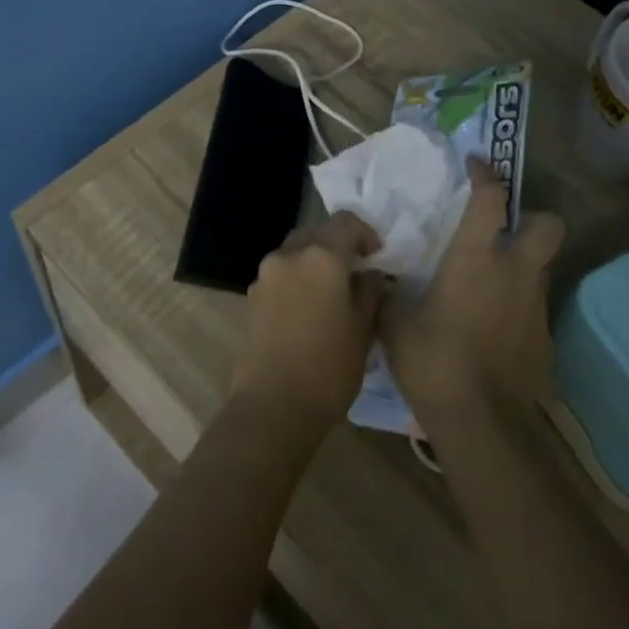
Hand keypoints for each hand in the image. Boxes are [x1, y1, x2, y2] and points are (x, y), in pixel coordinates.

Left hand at [235, 213, 386, 431]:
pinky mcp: (251, 298)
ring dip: (314, 263)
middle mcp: (287, 256)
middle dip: (337, 246)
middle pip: (316, 234)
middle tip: (356, 273)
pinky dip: (296, 281)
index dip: (366, 233)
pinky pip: (280, 276)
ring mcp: (264, 276)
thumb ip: (370, 292)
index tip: (377, 256)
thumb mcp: (363, 329)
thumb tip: (371, 276)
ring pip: (294, 254)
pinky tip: (308, 311)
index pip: (345, 222)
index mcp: (319, 256)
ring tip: (332, 294)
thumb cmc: (328, 367)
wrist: (272, 406)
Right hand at [382, 158, 565, 419]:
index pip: (491, 199)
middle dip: (532, 219)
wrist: (481, 422)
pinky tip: (491, 330)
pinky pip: (533, 309)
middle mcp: (516, 273)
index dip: (485, 174)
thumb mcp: (394, 320)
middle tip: (503, 231)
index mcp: (477, 258)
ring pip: (541, 269)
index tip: (476, 164)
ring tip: (486, 286)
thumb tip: (382, 275)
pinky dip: (516, 308)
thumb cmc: (433, 360)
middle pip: (548, 225)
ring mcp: (536, 307)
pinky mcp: (544, 341)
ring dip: (521, 266)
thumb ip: (390, 291)